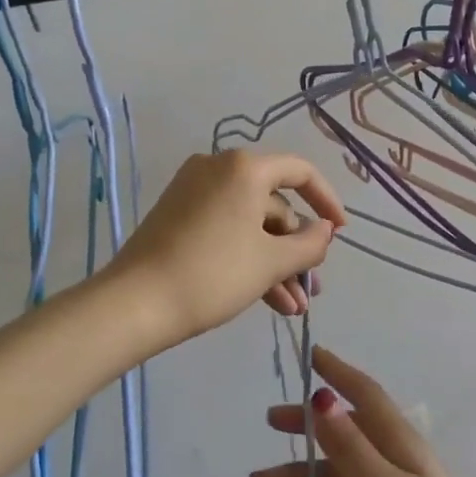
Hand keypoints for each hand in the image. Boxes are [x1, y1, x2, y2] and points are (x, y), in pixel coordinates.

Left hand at [106, 150, 345, 348]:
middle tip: (310, 289)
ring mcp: (194, 192)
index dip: (327, 201)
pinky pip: (226, 230)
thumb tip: (324, 230)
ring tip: (293, 308)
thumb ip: (308, 244)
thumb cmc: (212, 274)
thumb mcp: (270, 262)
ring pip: (250, 224)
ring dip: (275, 264)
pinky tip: (269, 301)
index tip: (341, 232)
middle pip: (273, 204)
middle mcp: (218, 169)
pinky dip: (247, 258)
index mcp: (244, 168)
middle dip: (295, 250)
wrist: (134, 304)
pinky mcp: (178, 216)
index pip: (300, 172)